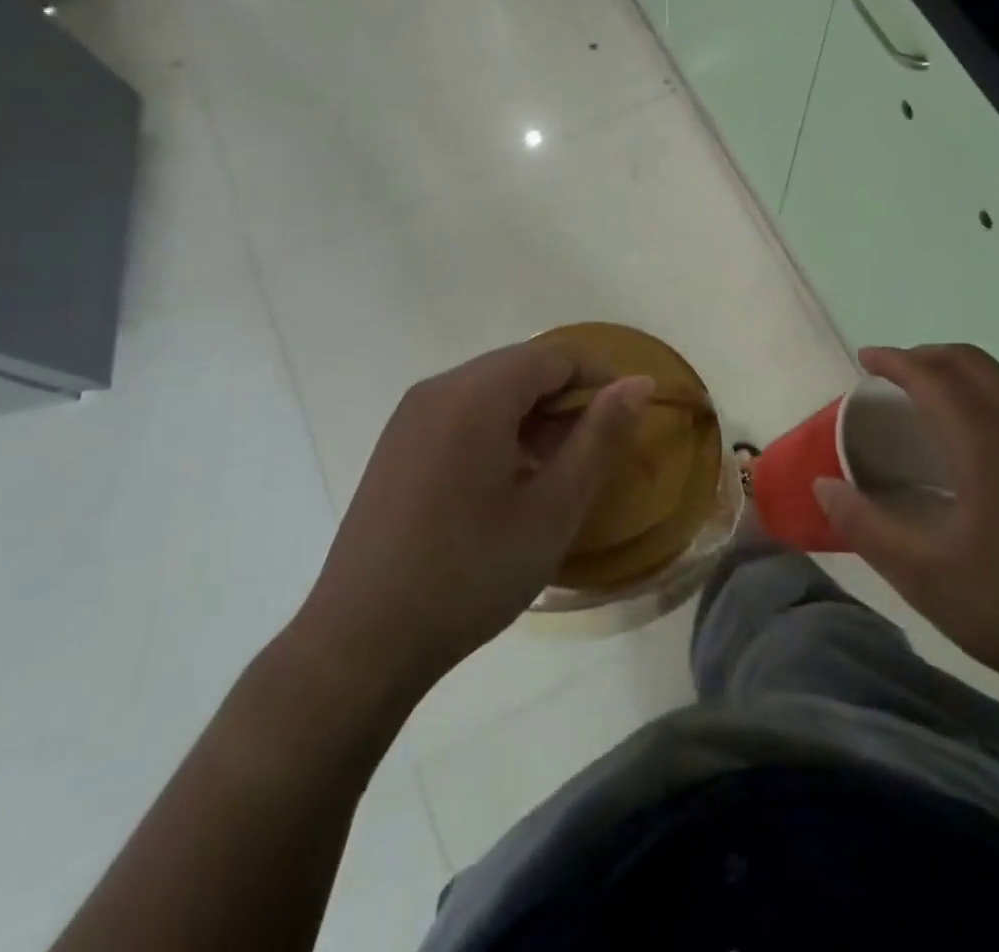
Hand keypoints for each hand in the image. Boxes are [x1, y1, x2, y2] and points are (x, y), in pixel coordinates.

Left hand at [291, 341, 652, 704]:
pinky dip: (499, 429)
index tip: (627, 422)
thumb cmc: (470, 573)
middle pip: (522, 366)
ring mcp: (411, 416)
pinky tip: (507, 483)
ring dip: (534, 415)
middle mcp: (439, 388)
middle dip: (567, 398)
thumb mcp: (553, 509)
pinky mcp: (397, 445)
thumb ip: (601, 437)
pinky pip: (462, 413)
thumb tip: (638, 383)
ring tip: (554, 472)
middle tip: (592, 453)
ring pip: (492, 389)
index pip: (556, 355)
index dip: (601, 377)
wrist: (360, 643)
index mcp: (477, 394)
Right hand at [814, 343, 998, 709]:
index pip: (931, 377)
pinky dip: (993, 392)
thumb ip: (867, 527)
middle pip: (971, 363)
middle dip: (927, 356)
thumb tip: (823, 486)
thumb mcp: (926, 578)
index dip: (894, 360)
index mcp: (984, 443)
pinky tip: (984, 435)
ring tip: (933, 395)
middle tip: (892, 374)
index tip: (864, 359)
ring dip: (963, 371)